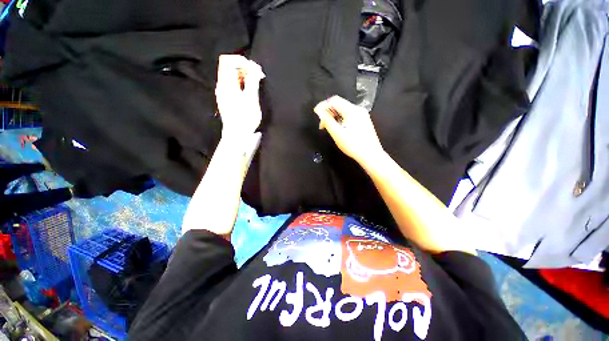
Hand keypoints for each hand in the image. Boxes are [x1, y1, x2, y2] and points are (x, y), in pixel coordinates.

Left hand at [215, 55, 264, 136]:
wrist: (237, 134)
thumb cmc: (245, 119)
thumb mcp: (252, 100)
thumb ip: (253, 82)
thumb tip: (255, 70)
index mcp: (226, 84)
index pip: (227, 61)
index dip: (241, 60)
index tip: (253, 68)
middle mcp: (222, 86)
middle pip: (229, 66)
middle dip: (244, 67)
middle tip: (258, 75)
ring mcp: (223, 92)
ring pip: (231, 75)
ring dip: (244, 75)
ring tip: (256, 82)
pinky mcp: (226, 98)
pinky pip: (232, 84)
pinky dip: (242, 82)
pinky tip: (249, 89)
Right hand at [314, 96, 384, 164]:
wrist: (370, 155)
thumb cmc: (353, 146)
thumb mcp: (337, 133)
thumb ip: (327, 121)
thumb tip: (319, 111)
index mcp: (352, 111)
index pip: (334, 100)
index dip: (323, 105)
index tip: (316, 114)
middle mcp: (358, 110)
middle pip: (339, 104)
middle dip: (328, 112)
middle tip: (322, 125)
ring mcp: (362, 115)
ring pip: (343, 110)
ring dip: (334, 117)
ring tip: (329, 128)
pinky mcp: (363, 121)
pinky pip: (348, 116)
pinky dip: (341, 120)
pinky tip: (338, 129)